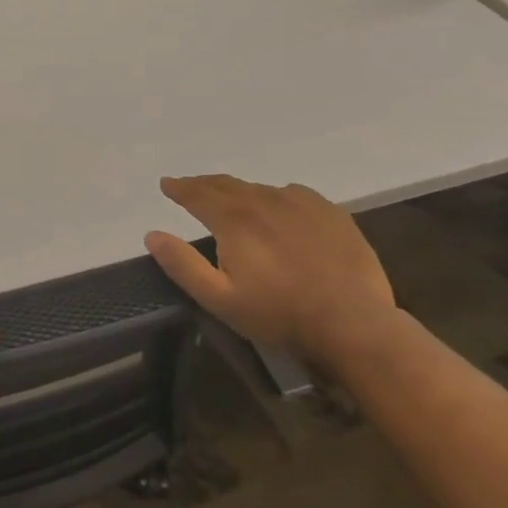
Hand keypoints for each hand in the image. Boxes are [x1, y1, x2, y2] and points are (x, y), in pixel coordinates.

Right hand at [144, 174, 396, 361]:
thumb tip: (152, 235)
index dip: (179, 188)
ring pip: (259, 189)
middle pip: (226, 184)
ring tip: (233, 202)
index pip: (197, 193)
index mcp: (234, 219)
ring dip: (239, 192)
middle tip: (191, 187)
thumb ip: (182, 264)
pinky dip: (276, 197)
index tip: (166, 184)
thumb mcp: (219, 299)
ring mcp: (301, 203)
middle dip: (204, 185)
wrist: (354, 323)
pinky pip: (293, 194)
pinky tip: (279, 210)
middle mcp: (264, 200)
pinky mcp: (331, 213)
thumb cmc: (279, 314)